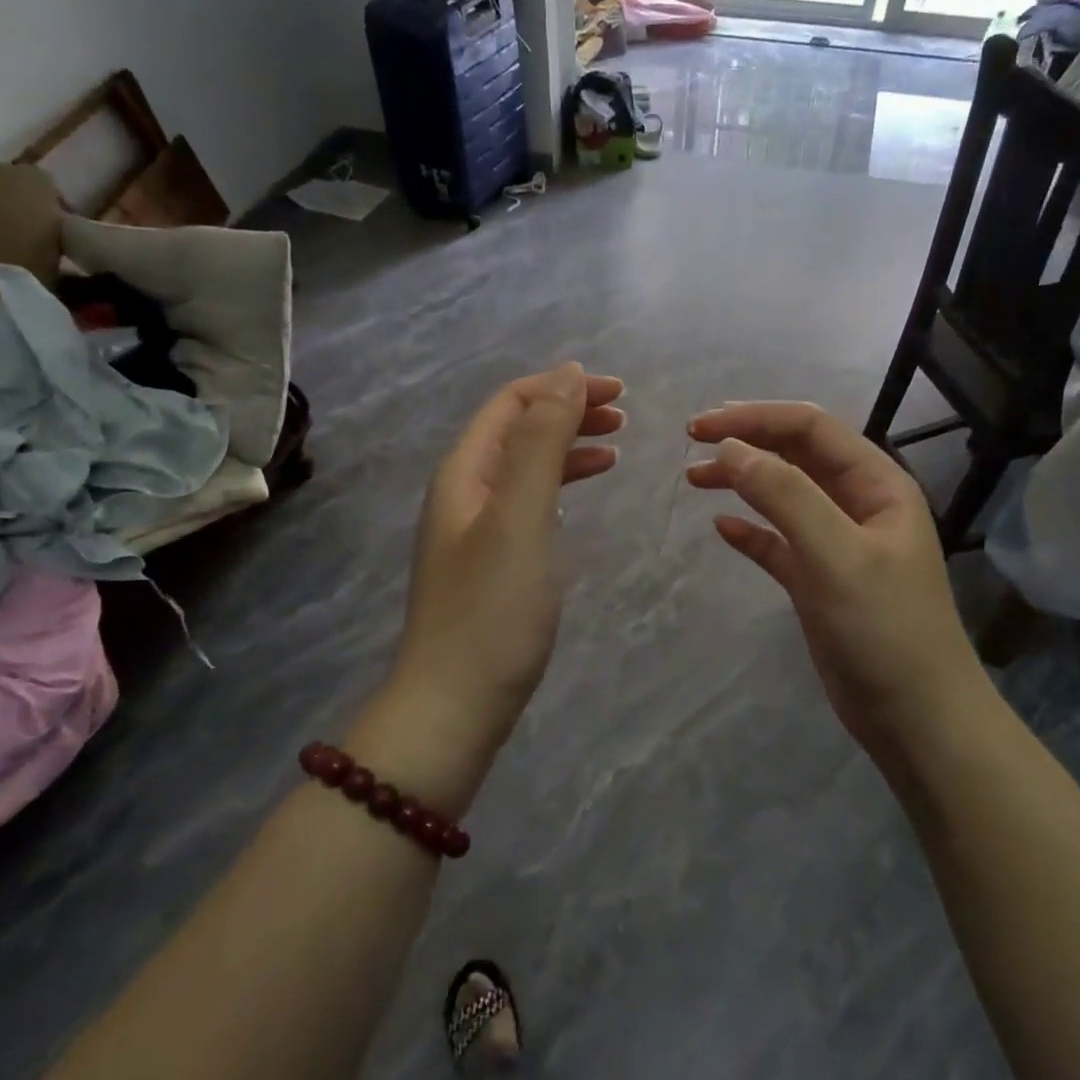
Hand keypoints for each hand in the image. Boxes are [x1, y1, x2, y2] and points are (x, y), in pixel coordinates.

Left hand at [390, 364, 624, 752]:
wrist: (455, 705)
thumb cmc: (493, 609)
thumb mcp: (521, 515)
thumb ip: (542, 442)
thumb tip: (566, 374)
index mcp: (464, 471)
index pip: (510, 403)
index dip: (561, 387)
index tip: (618, 391)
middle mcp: (463, 491)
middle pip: (516, 430)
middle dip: (567, 412)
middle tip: (624, 415)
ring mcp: (474, 528)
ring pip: (524, 466)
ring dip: (566, 446)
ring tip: (615, 445)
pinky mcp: (490, 562)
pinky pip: (527, 503)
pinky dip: (559, 486)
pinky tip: (581, 494)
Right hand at [686, 402, 981, 753]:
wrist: (915, 718)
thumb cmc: (884, 629)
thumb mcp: (836, 554)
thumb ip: (785, 495)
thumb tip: (731, 449)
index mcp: (876, 484)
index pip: (810, 428)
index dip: (754, 418)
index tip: (700, 427)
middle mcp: (858, 504)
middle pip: (795, 454)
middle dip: (746, 441)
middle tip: (691, 442)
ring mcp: (838, 543)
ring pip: (783, 494)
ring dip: (741, 481)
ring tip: (694, 478)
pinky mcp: (819, 580)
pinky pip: (778, 541)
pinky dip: (750, 530)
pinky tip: (722, 527)